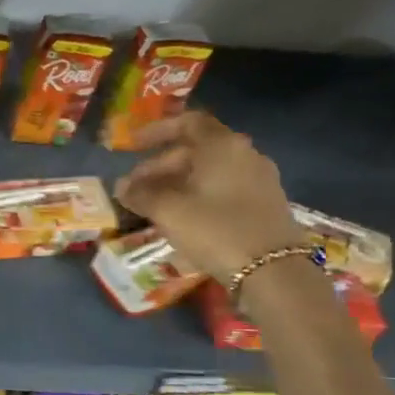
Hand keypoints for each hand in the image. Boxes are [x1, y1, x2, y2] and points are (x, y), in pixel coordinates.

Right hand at [114, 111, 305, 280]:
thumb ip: (141, 194)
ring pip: (209, 172)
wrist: (273, 272)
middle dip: (161, 166)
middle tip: (135, 188)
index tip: (132, 146)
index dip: (157, 130)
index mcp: (222, 146)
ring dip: (178, 183)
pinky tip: (182, 218)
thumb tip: (121, 186)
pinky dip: (198, 195)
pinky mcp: (265, 204)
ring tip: (153, 205)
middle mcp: (244, 154)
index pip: (188, 122)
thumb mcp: (169, 211)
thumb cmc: (216, 230)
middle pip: (196, 150)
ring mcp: (259, 180)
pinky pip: (224, 189)